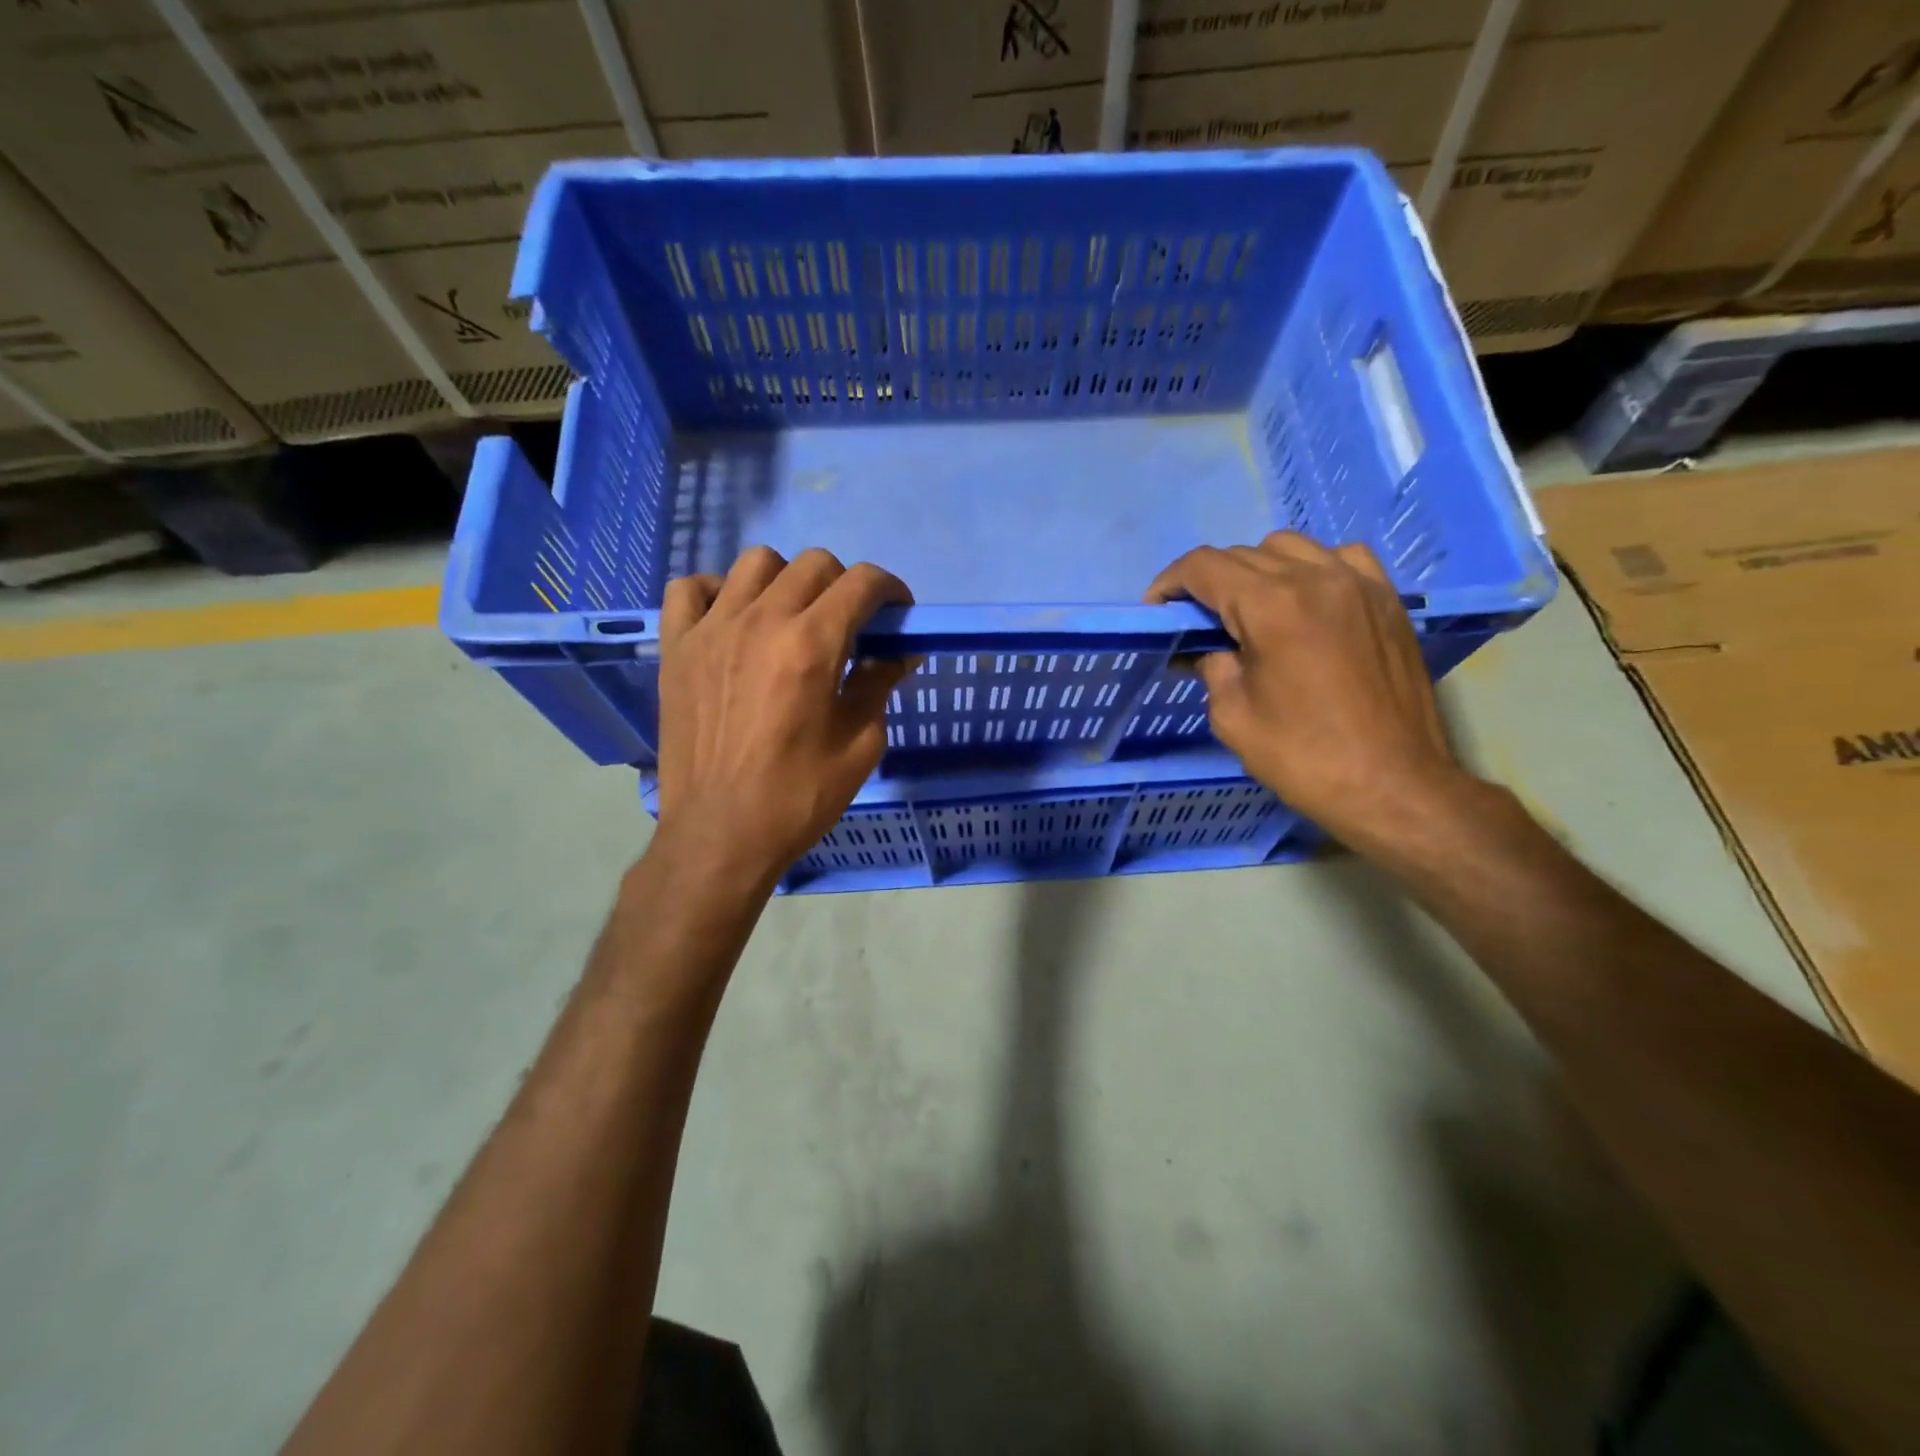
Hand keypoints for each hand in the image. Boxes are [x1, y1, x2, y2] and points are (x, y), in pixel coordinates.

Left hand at [654, 547, 912, 888]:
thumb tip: (899, 653)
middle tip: (849, 625)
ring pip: (755, 563)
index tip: (896, 614)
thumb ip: (879, 685)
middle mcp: (761, 621)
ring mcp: (711, 629)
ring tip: (791, 618)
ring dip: (786, 580)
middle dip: (844, 585)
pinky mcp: (676, 647)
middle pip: (813, 563)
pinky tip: (732, 621)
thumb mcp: (861, 745)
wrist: (720, 834)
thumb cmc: (798, 796)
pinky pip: (690, 588)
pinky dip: (717, 592)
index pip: (861, 582)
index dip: (890, 589)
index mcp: (812, 645)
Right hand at [1146, 532, 1468, 847]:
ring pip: (1290, 548)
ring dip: (1257, 570)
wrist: (1393, 785)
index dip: (1169, 583)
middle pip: (1242, 555)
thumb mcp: (1233, 716)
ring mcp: (1358, 584)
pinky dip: (1311, 568)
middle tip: (1198, 624)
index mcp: (1271, 606)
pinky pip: (1340, 558)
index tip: (1157, 610)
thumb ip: (1213, 668)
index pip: (1204, 567)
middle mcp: (1315, 578)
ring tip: (1251, 610)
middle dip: (1209, 583)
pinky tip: (1306, 600)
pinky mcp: (1387, 599)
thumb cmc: (1304, 757)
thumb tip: (1207, 649)